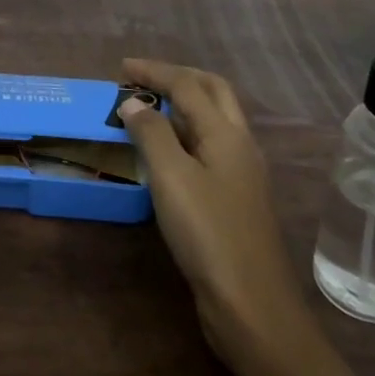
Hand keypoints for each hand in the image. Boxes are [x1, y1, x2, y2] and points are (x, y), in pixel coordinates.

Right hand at [118, 57, 303, 356]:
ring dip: (184, 105)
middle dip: (178, 77)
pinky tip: (168, 153)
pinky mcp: (237, 199)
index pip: (188, 85)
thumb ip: (152, 134)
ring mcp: (243, 173)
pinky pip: (210, 147)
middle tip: (144, 79)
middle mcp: (240, 144)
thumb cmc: (208, 234)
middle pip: (212, 92)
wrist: (252, 307)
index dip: (154, 72)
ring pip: (214, 120)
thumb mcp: (171, 178)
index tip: (122, 68)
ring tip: (150, 109)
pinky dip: (186, 135)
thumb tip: (134, 102)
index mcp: (226, 133)